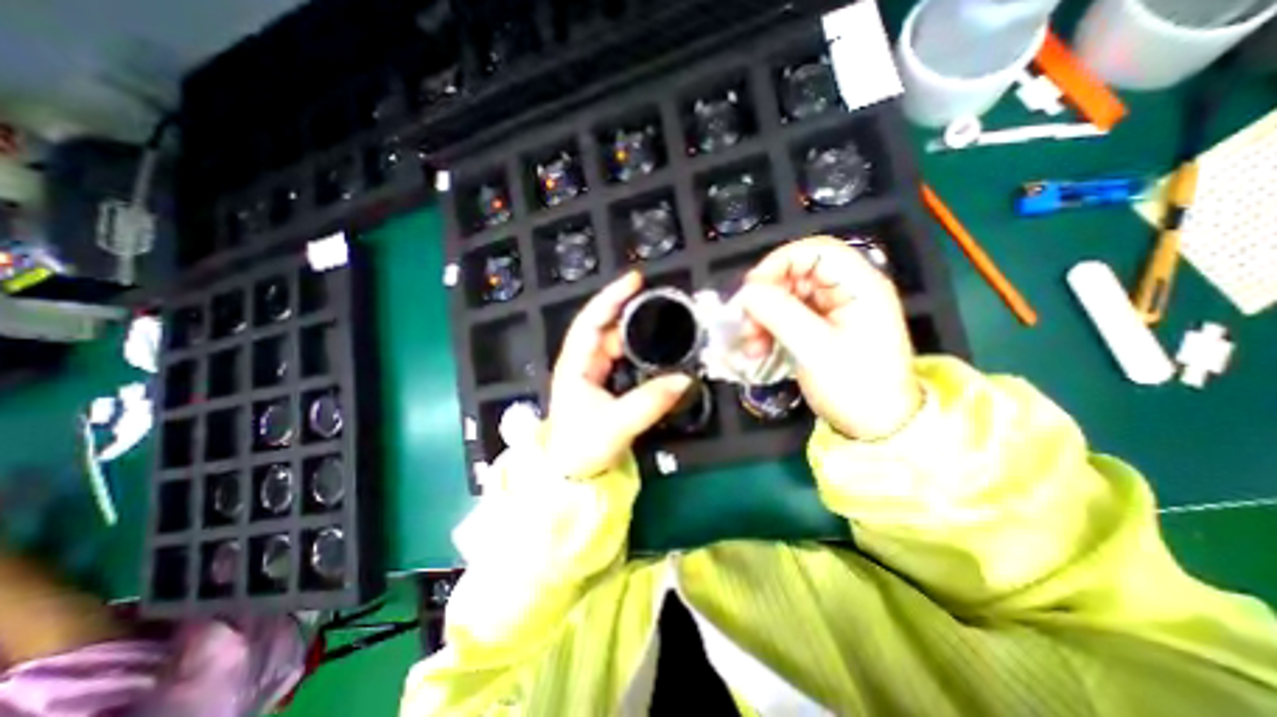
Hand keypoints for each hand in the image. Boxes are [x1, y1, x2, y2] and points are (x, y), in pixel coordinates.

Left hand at [544, 273, 693, 477]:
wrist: (570, 472)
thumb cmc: (582, 446)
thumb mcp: (617, 424)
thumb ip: (651, 402)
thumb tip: (686, 379)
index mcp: (576, 363)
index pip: (592, 320)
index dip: (612, 297)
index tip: (636, 279)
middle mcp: (582, 360)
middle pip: (605, 325)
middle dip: (630, 309)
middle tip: (661, 301)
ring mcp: (592, 370)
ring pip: (615, 340)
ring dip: (636, 329)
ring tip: (663, 319)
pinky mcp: (602, 381)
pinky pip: (621, 356)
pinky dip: (638, 347)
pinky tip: (654, 346)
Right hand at [739, 238, 918, 438]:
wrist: (876, 426)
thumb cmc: (854, 387)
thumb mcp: (814, 349)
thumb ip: (779, 314)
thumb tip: (746, 292)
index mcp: (859, 286)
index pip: (815, 251)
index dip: (778, 263)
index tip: (751, 290)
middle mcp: (846, 290)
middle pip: (795, 274)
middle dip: (765, 298)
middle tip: (746, 325)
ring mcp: (832, 309)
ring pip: (786, 296)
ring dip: (762, 317)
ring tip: (751, 346)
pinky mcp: (820, 327)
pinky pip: (786, 316)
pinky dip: (769, 329)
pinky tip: (758, 349)